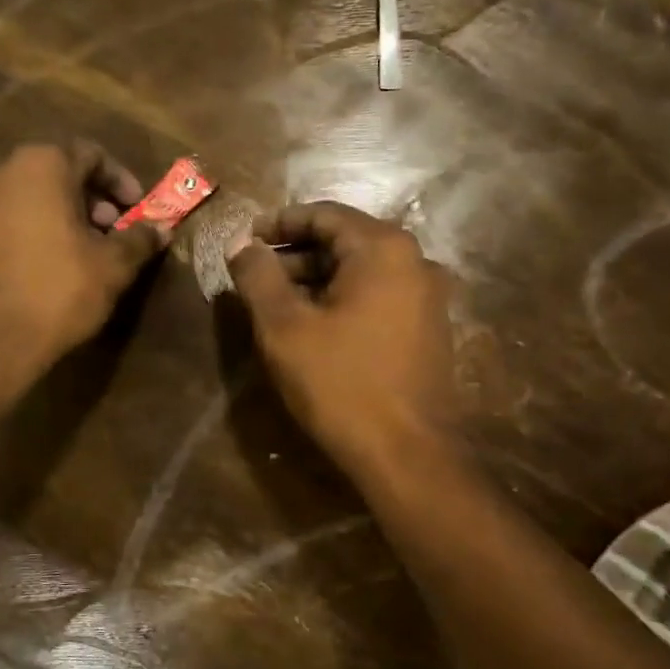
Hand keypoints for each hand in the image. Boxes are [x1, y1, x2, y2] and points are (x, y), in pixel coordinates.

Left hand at [0, 142, 163, 382]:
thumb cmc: (59, 290)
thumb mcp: (113, 265)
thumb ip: (140, 239)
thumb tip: (162, 229)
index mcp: (43, 165)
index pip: (91, 154)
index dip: (122, 180)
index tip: (138, 208)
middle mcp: (4, 172)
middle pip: (60, 173)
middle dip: (94, 199)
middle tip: (115, 231)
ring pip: (35, 197)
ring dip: (67, 216)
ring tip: (88, 252)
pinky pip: (13, 220)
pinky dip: (39, 231)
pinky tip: (54, 267)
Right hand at [230, 202, 460, 474]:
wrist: (407, 454)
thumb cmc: (341, 383)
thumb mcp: (285, 327)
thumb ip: (258, 276)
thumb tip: (240, 244)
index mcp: (383, 249)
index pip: (324, 214)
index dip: (279, 222)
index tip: (244, 238)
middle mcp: (415, 262)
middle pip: (345, 241)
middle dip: (295, 254)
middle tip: (254, 275)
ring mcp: (427, 298)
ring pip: (361, 272)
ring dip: (316, 279)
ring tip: (276, 303)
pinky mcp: (428, 330)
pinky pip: (378, 297)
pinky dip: (342, 300)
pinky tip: (314, 326)